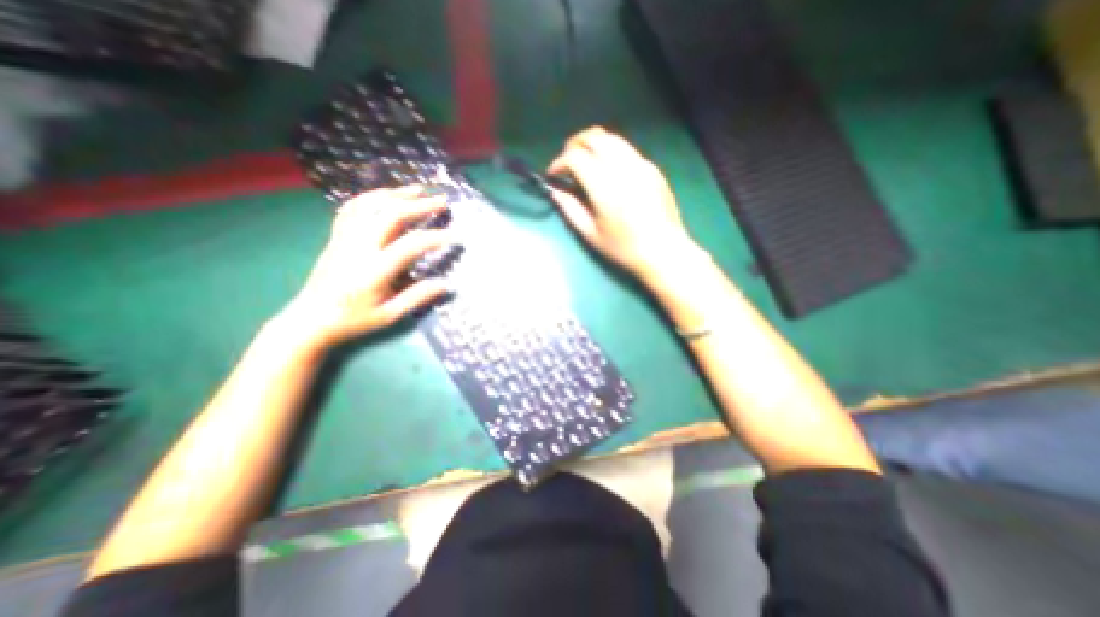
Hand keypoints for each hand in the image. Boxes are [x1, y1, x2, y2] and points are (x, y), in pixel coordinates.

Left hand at [275, 185, 454, 352]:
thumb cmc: (354, 320)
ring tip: (417, 189)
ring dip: (397, 194)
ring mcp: (345, 238)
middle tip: (441, 201)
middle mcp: (359, 247)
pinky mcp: (336, 236)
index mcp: (375, 269)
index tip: (455, 235)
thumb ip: (417, 297)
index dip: (436, 237)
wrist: (310, 319)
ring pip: (371, 205)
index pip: (411, 245)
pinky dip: (371, 197)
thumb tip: (445, 284)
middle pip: (391, 215)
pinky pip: (352, 208)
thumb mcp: (389, 315)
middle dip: (419, 205)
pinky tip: (385, 195)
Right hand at [549, 127, 698, 282]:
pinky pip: (627, 150)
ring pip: (612, 138)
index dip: (559, 162)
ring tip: (586, 163)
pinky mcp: (652, 168)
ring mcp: (641, 164)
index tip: (554, 175)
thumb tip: (556, 191)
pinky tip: (609, 172)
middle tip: (567, 162)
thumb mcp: (591, 234)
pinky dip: (611, 152)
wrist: (664, 250)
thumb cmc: (624, 248)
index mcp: (605, 186)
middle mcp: (623, 167)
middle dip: (574, 144)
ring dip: (593, 144)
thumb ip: (570, 209)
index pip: (576, 156)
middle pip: (594, 136)